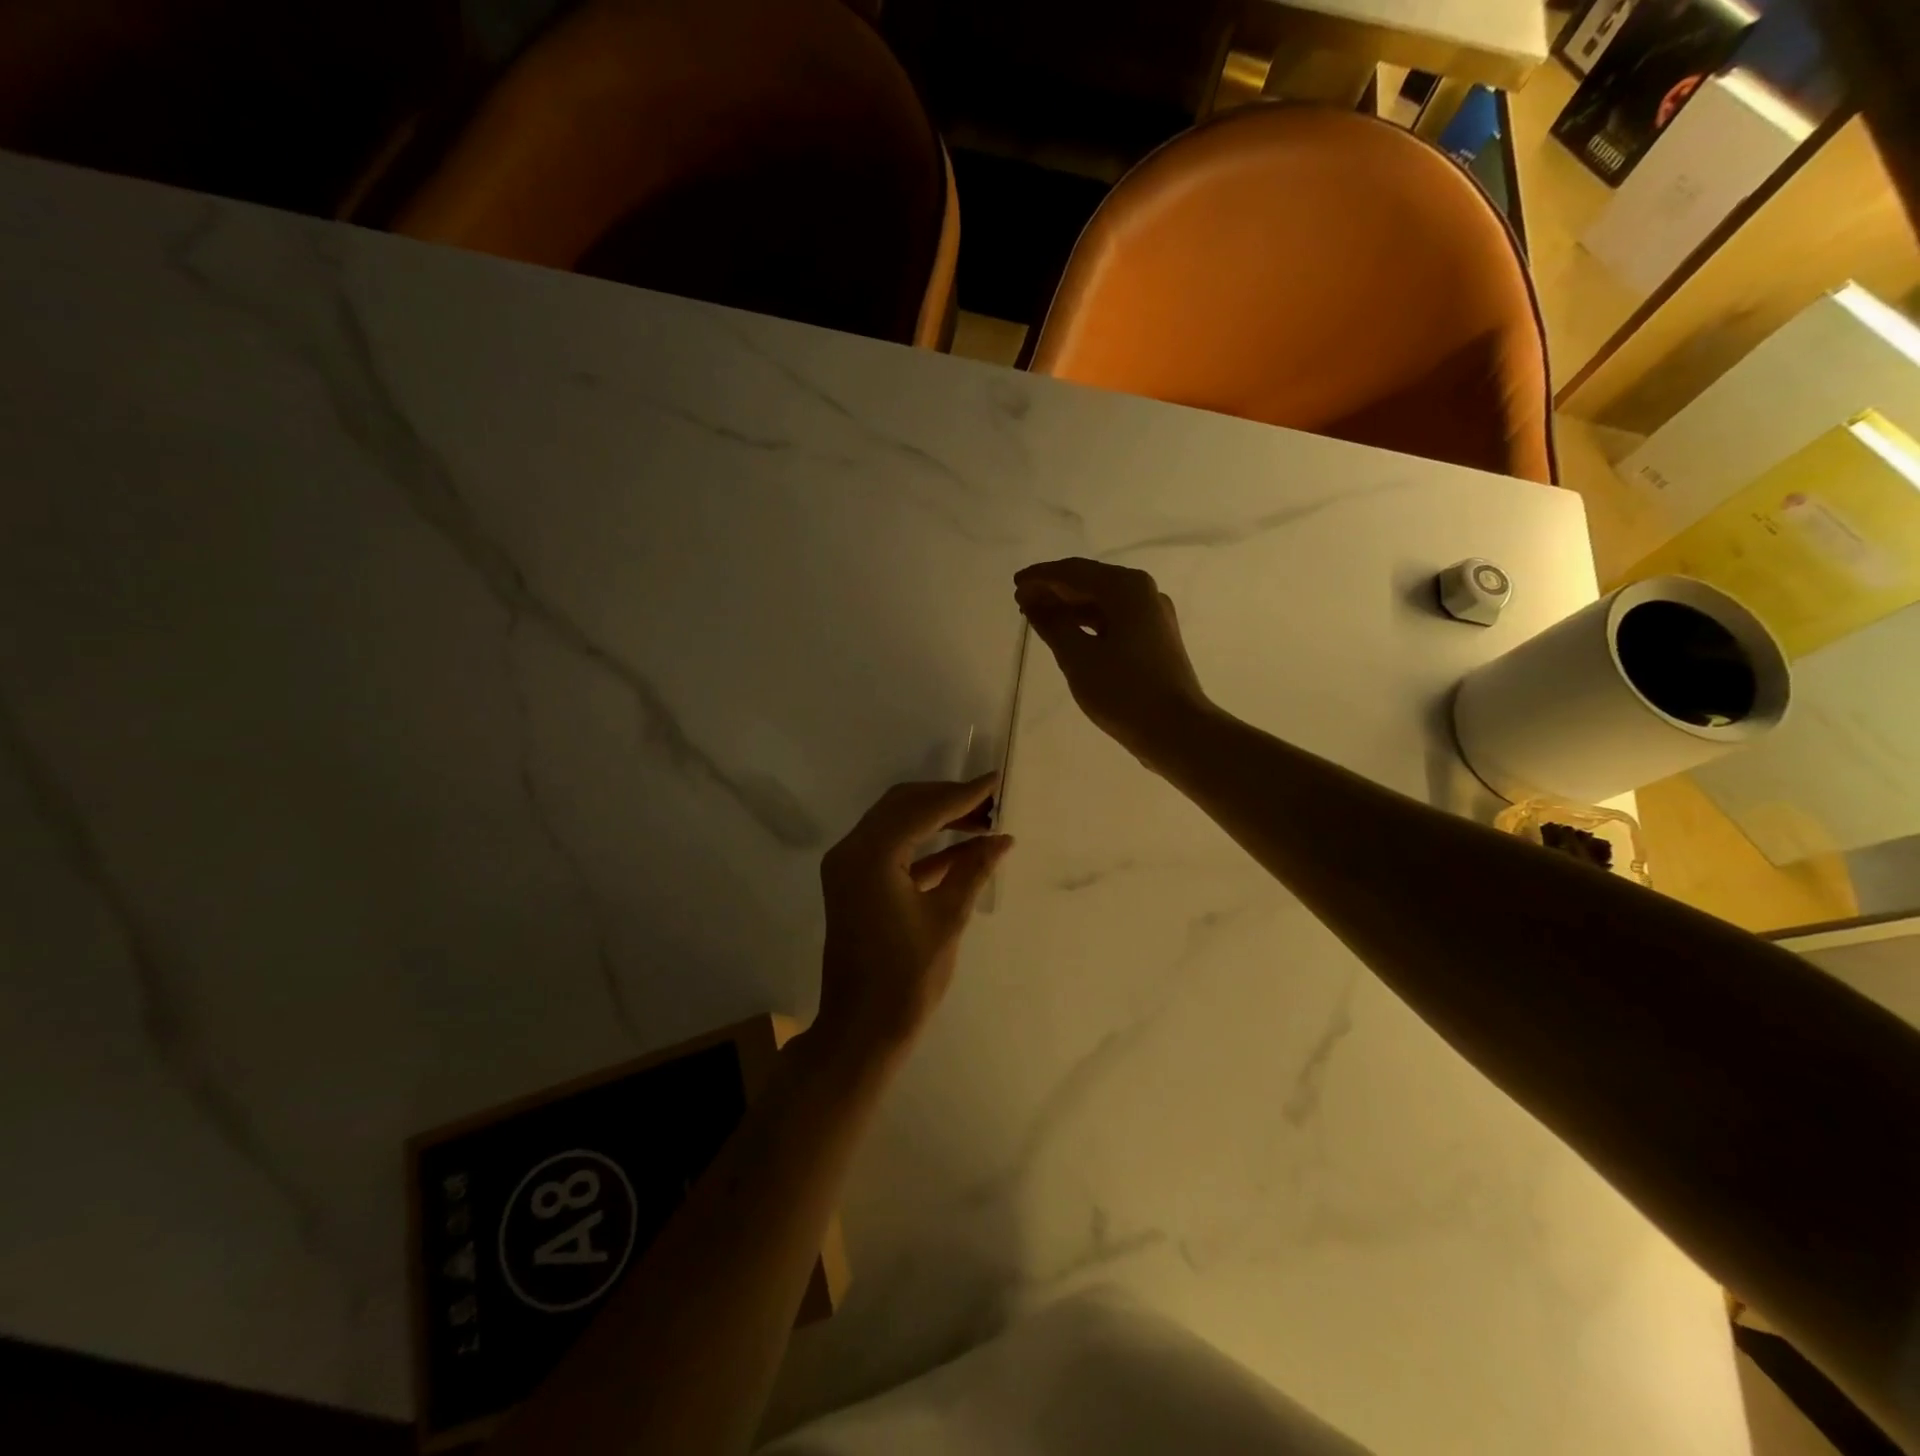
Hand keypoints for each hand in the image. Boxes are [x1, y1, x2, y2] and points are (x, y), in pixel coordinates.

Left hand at [813, 776, 1013, 1065]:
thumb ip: (973, 870)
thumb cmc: (907, 978)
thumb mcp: (947, 919)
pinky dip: (925, 845)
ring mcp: (849, 867)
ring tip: (983, 820)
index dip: (962, 794)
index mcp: (870, 856)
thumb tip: (1002, 839)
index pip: (921, 809)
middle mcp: (851, 851)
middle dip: (947, 799)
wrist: (862, 1029)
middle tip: (991, 801)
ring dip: (937, 818)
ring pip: (896, 823)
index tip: (995, 781)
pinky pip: (892, 850)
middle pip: (902, 805)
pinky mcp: (855, 884)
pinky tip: (964, 847)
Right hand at [1014, 558, 1213, 770]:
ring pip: (1103, 601)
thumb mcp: (1077, 657)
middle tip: (1021, 601)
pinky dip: (1088, 622)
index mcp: (1126, 588)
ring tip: (1038, 617)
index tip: (1015, 586)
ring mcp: (1152, 615)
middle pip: (1090, 581)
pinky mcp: (1154, 638)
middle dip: (1054, 589)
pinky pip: (1114, 619)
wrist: (1176, 730)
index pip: (1074, 572)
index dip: (1041, 578)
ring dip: (1069, 606)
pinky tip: (1068, 633)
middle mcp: (1143, 592)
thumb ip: (1051, 623)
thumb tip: (1032, 600)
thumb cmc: (1123, 691)